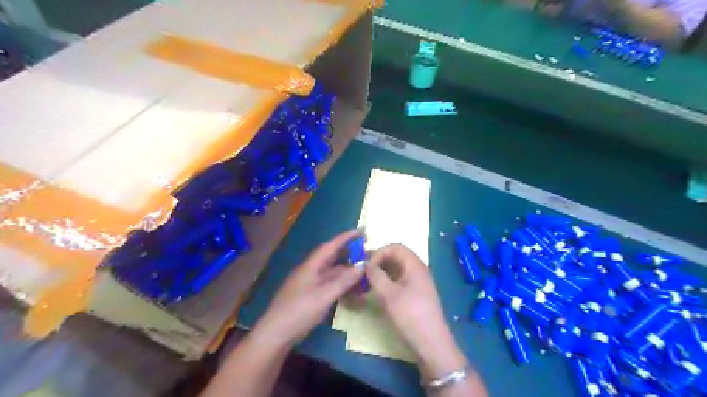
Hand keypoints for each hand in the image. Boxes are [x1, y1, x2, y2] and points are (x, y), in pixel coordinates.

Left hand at [254, 230, 363, 347]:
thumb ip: (343, 281)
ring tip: (366, 274)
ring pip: (333, 273)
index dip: (347, 237)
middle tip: (368, 253)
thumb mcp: (324, 296)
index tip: (363, 230)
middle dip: (350, 254)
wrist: (276, 334)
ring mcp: (311, 284)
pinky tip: (354, 292)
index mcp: (311, 266)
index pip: (331, 245)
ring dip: (348, 273)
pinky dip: (343, 286)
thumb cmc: (299, 311)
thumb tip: (362, 265)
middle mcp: (312, 271)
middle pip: (333, 258)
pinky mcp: (312, 296)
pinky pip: (331, 286)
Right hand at [364, 244, 467, 378]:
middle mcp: (418, 269)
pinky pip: (401, 279)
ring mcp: (419, 282)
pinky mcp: (417, 293)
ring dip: (383, 271)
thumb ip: (375, 276)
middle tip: (364, 272)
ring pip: (398, 268)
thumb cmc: (410, 315)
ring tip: (369, 281)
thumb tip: (365, 263)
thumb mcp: (388, 295)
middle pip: (397, 256)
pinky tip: (379, 290)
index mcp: (415, 265)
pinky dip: (389, 280)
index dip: (379, 252)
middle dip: (380, 261)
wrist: (432, 343)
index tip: (366, 265)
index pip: (395, 247)